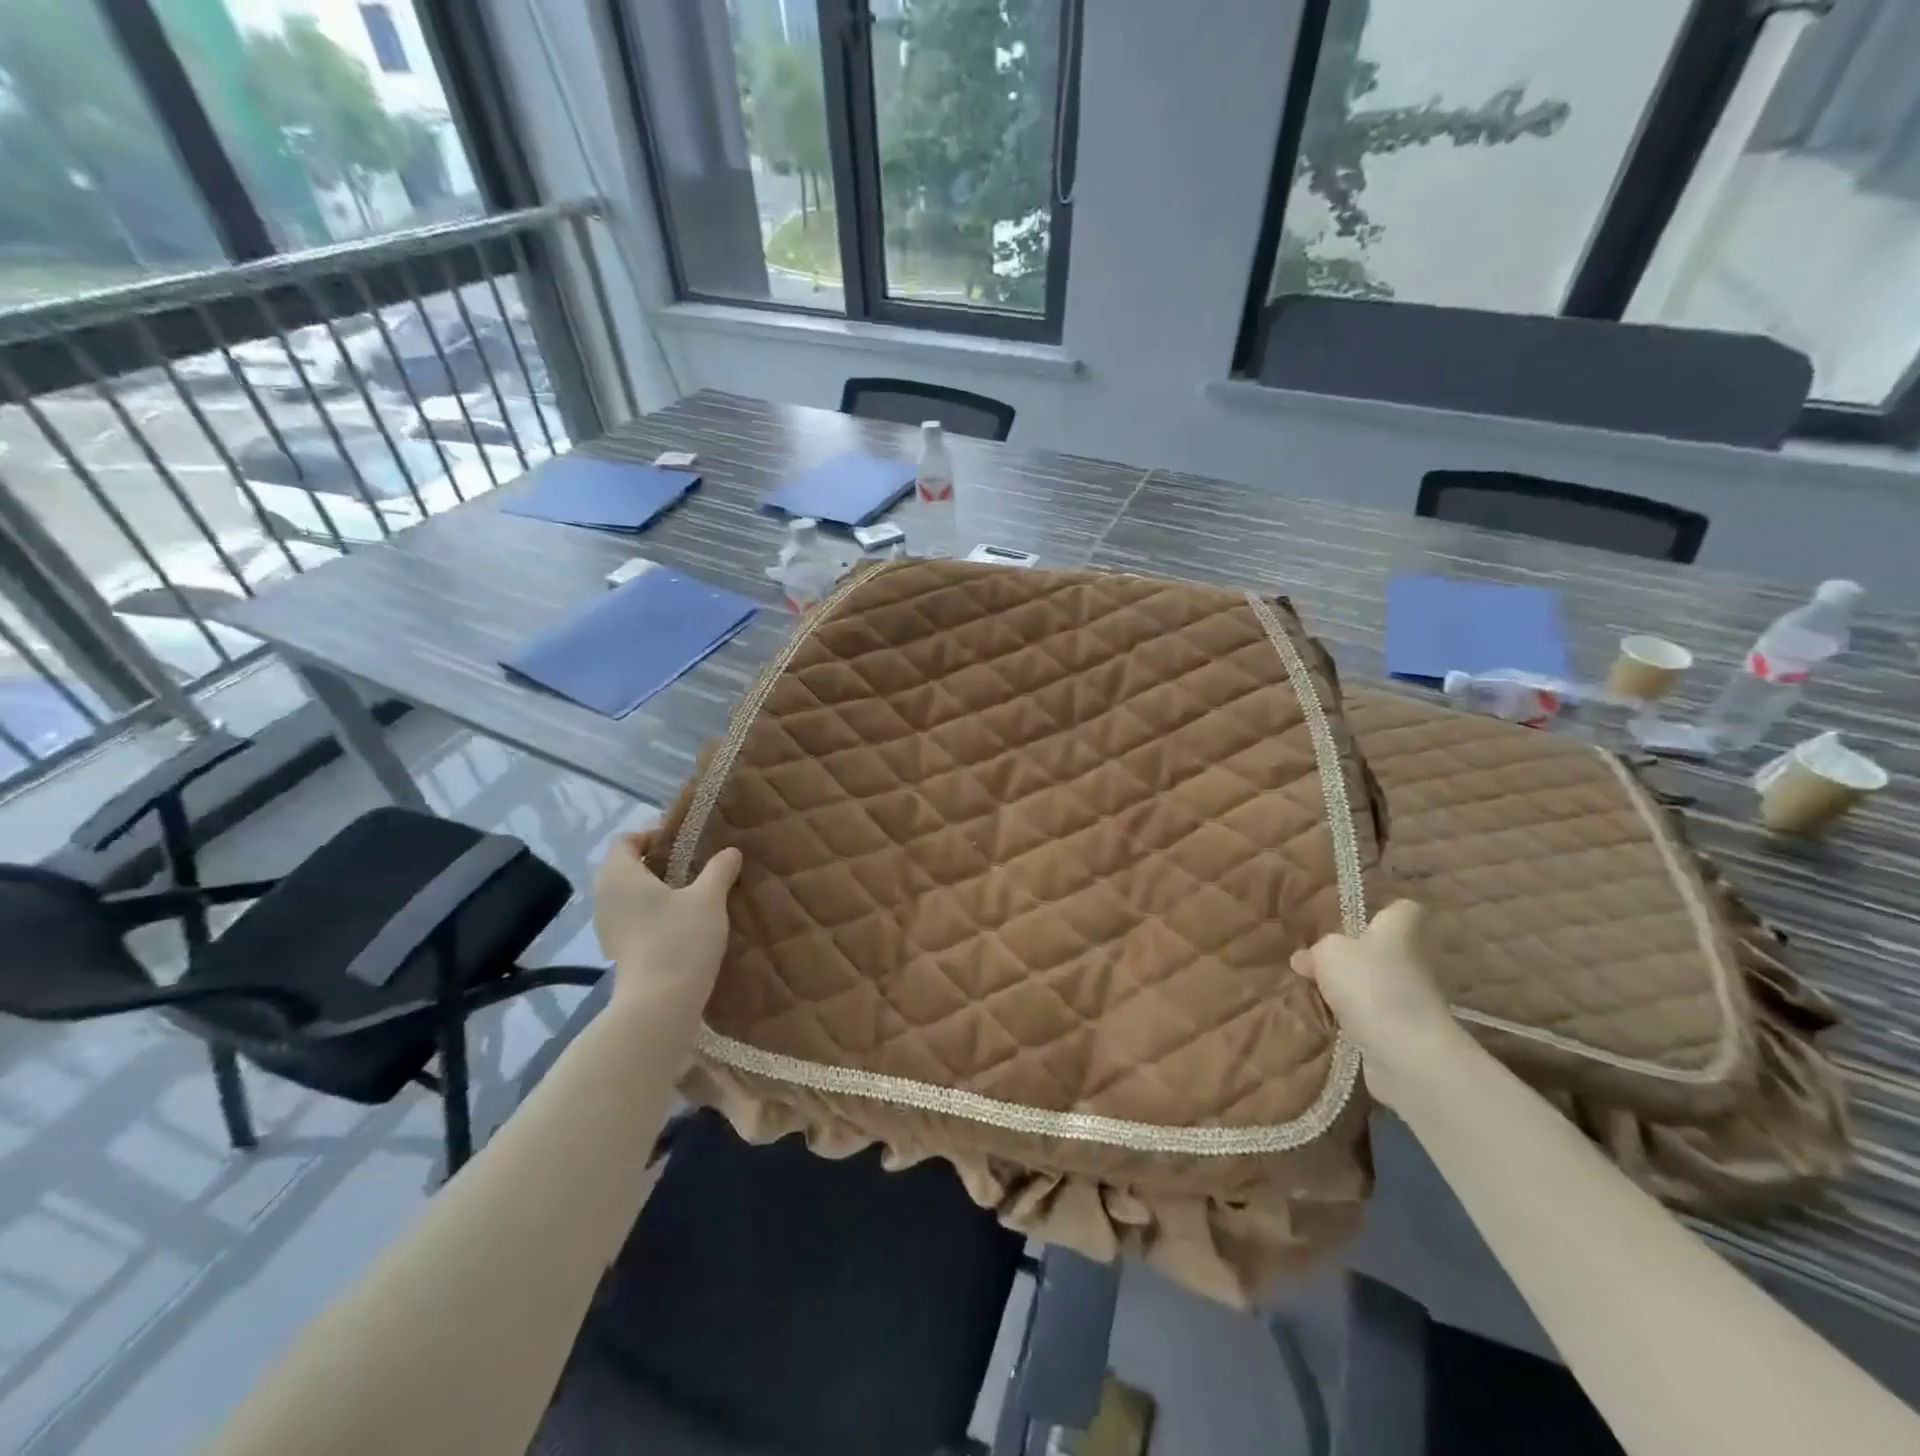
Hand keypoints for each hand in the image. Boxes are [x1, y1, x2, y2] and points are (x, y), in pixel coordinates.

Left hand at [593, 832, 741, 1023]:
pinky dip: (649, 913)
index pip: (624, 841)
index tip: (682, 843)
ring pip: (626, 894)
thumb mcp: (709, 898)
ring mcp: (606, 927)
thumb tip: (731, 852)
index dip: (651, 835)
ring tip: (688, 895)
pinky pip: (629, 918)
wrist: (660, 1004)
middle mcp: (604, 897)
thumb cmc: (680, 939)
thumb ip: (719, 870)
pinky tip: (679, 924)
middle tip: (690, 866)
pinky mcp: (615, 950)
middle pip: (623, 867)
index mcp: (620, 875)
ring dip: (653, 890)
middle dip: (654, 863)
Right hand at [1292, 901, 1465, 1108]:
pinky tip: (1334, 1022)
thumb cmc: (1369, 984)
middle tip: (1326, 962)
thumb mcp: (1328, 953)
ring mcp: (1416, 1000)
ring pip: (1383, 985)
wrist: (1406, 1052)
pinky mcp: (1410, 1033)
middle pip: (1390, 950)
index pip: (1404, 910)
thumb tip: (1304, 959)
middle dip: (1362, 957)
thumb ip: (1316, 951)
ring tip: (1323, 995)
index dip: (1384, 912)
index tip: (1360, 921)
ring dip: (1359, 991)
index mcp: (1400, 932)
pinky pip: (1379, 1017)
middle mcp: (1415, 961)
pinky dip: (1361, 1020)